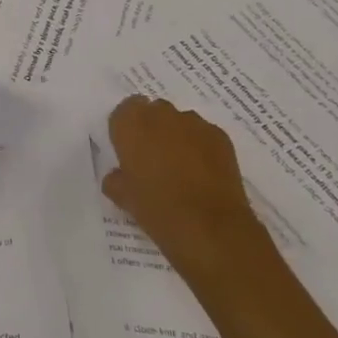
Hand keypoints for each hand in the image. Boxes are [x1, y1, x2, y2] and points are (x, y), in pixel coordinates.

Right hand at [101, 95, 269, 278]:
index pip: (124, 110)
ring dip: (177, 136)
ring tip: (180, 167)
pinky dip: (200, 147)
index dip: (126, 128)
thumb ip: (116, 179)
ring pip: (180, 121)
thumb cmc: (156, 208)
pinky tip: (201, 173)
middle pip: (153, 111)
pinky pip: (203, 135)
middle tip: (152, 158)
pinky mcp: (221, 138)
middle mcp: (162, 115)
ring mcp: (194, 124)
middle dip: (152, 128)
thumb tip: (120, 175)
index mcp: (130, 124)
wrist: (210, 226)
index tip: (128, 149)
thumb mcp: (122, 197)